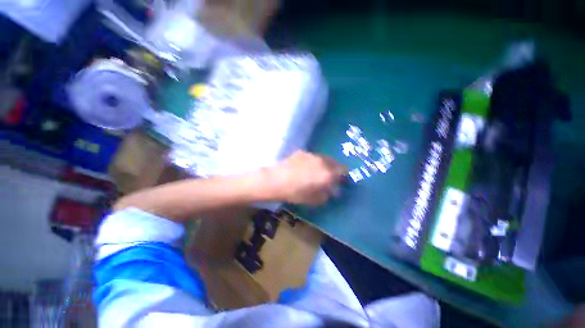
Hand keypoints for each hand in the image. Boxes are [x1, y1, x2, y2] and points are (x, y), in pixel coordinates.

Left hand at [265, 150, 347, 205]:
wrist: (275, 181)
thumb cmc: (295, 193)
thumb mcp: (314, 199)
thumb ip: (327, 194)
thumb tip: (333, 190)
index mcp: (327, 173)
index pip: (344, 170)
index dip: (344, 176)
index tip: (340, 181)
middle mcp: (322, 161)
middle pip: (335, 162)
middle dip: (334, 170)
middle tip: (328, 177)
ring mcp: (312, 154)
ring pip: (323, 158)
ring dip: (324, 165)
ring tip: (315, 172)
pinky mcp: (302, 152)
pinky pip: (313, 156)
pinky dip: (313, 162)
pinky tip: (303, 168)